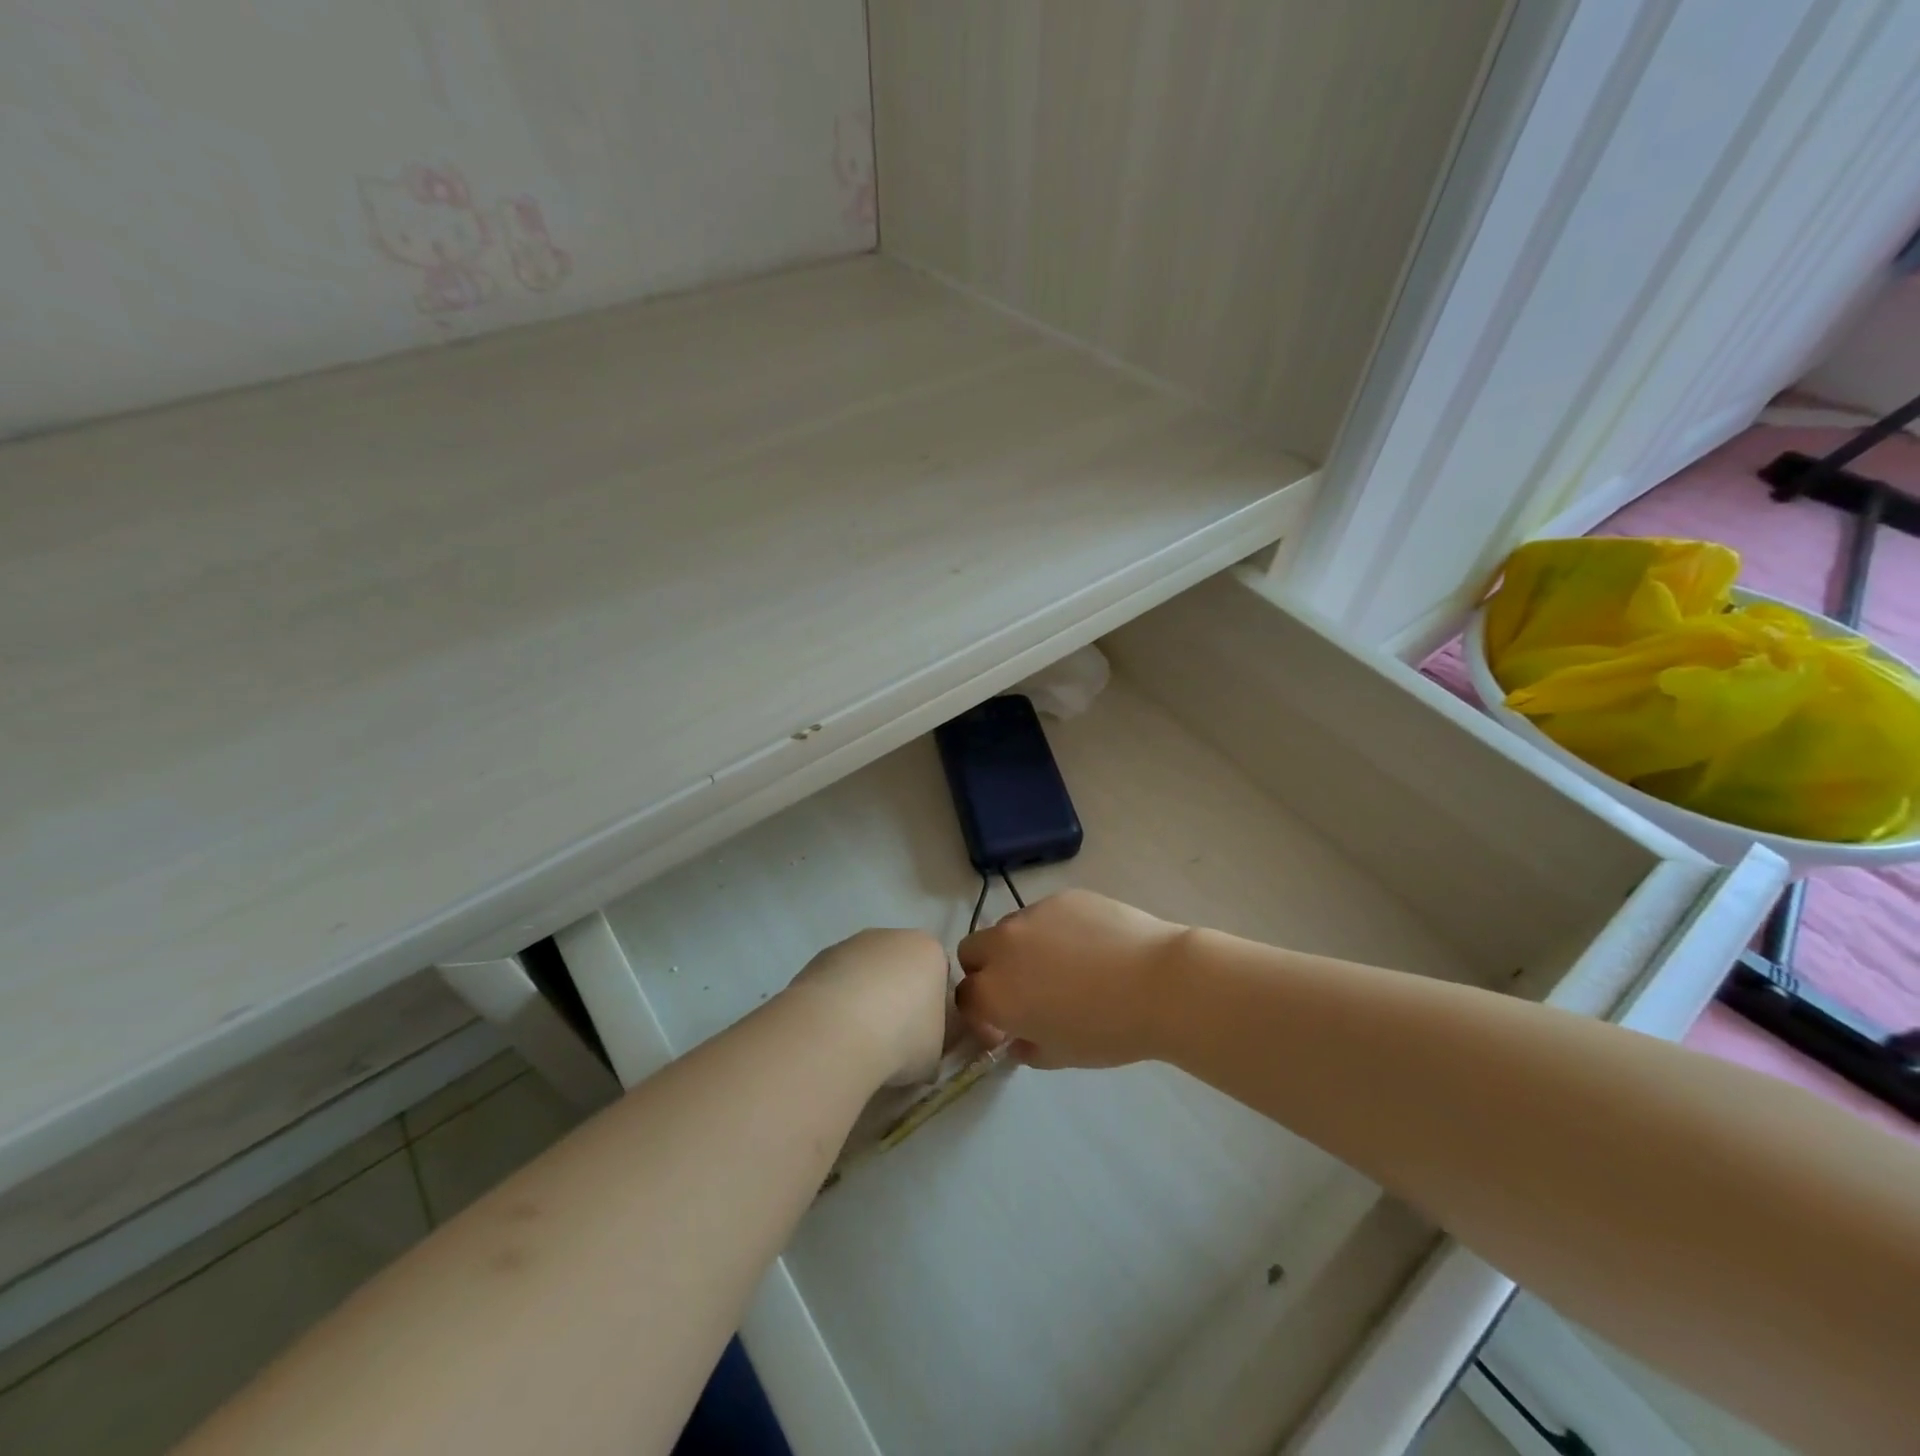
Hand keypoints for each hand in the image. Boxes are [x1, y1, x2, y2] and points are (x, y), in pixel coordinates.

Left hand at [790, 928, 951, 1085]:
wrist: (836, 1032)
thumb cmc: (900, 1037)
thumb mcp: (934, 1052)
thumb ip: (933, 1042)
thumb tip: (922, 1052)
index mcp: (929, 950)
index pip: (938, 974)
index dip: (931, 1007)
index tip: (922, 1036)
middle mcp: (891, 937)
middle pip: (900, 967)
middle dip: (896, 997)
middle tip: (890, 1039)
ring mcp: (851, 944)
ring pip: (865, 973)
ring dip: (863, 999)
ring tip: (855, 1040)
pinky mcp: (817, 958)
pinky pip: (836, 982)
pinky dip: (835, 1003)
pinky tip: (831, 1032)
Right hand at [955, 889, 1185, 1068]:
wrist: (1159, 983)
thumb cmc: (1108, 1030)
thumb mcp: (1061, 1055)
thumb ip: (1027, 1047)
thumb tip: (1018, 1038)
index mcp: (995, 992)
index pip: (965, 998)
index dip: (981, 1014)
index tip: (1005, 1026)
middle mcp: (1003, 947)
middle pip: (972, 952)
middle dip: (985, 970)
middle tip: (1021, 989)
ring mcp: (1032, 915)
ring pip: (1008, 928)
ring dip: (1018, 947)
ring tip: (1062, 964)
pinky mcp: (1062, 897)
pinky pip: (1043, 914)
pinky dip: (1052, 929)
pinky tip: (1089, 945)